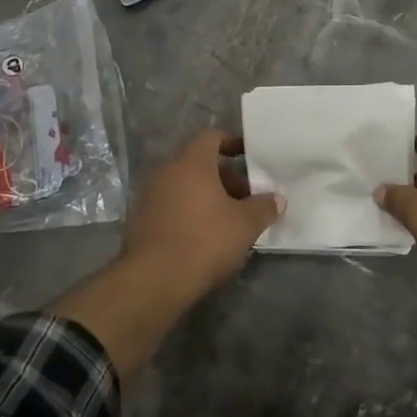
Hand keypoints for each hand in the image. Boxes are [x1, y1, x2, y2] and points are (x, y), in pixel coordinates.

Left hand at [120, 130, 284, 293]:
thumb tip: (277, 199)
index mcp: (191, 162)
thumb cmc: (204, 240)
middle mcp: (166, 171)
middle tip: (246, 196)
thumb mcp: (245, 225)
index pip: (211, 137)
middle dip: (224, 177)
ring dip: (206, 196)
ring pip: (183, 186)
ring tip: (228, 219)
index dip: (232, 143)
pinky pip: (170, 205)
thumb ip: (264, 207)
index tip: (250, 157)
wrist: (153, 280)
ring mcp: (148, 195)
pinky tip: (203, 236)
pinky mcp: (139, 220)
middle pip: (198, 163)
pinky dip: (188, 212)